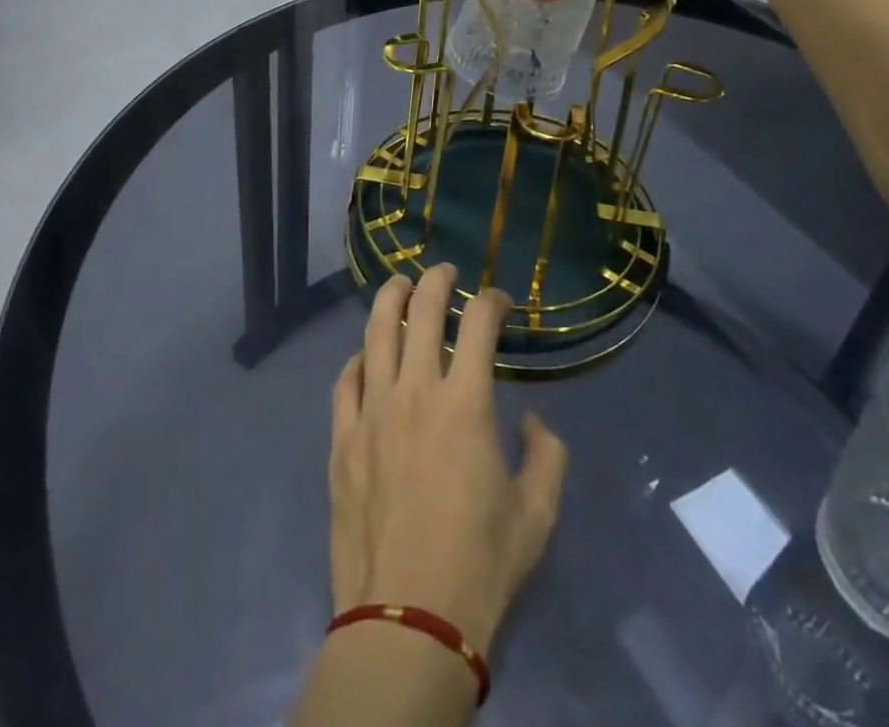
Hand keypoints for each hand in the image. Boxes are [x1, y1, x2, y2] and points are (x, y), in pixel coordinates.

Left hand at [328, 265, 567, 652]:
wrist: (408, 619)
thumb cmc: (480, 565)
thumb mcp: (537, 514)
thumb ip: (546, 455)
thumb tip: (531, 421)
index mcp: (466, 403)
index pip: (479, 325)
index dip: (492, 302)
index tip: (500, 301)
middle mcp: (415, 391)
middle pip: (421, 312)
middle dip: (436, 281)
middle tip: (445, 270)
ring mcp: (372, 411)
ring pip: (375, 333)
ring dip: (389, 300)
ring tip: (399, 285)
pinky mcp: (342, 439)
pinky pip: (345, 381)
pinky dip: (357, 359)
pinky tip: (365, 356)